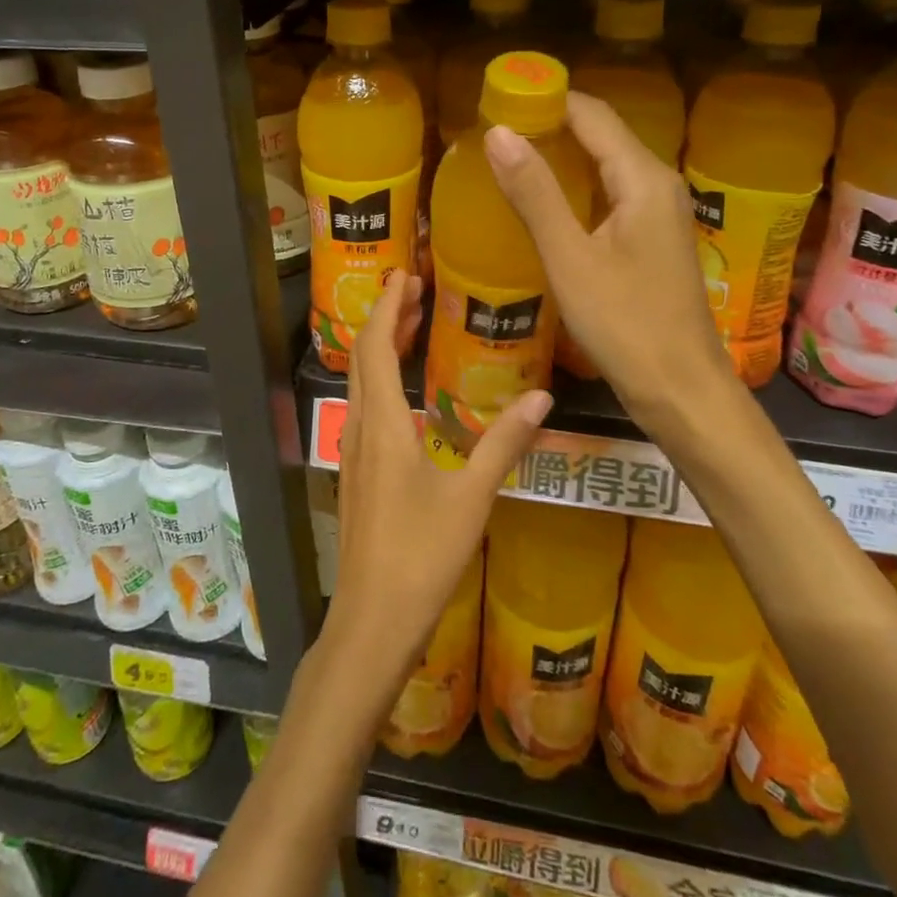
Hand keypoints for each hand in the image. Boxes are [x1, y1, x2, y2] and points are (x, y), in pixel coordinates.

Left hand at [329, 270, 548, 677]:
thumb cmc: (421, 557)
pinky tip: (406, 396)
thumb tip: (542, 394)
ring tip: (409, 327)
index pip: (375, 347)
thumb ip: (505, 443)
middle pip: (364, 359)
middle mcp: (362, 430)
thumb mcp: (470, 497)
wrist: (372, 621)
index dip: (386, 307)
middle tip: (411, 289)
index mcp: (384, 425)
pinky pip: (366, 409)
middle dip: (384, 319)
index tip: (403, 275)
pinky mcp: (359, 476)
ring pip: (362, 384)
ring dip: (380, 349)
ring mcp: (355, 455)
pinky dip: (381, 381)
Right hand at [483, 92, 734, 443]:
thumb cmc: (625, 324)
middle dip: (550, 124)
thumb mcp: (570, 259)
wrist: (681, 389)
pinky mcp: (652, 238)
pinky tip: (545, 202)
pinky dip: (576, 186)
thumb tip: (498, 132)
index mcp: (642, 178)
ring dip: (561, 155)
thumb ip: (535, 194)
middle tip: (494, 130)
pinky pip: (610, 192)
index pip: (592, 114)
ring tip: (509, 158)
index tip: (498, 98)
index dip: (547, 98)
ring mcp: (659, 212)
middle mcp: (657, 184)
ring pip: (605, 164)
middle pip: (601, 133)